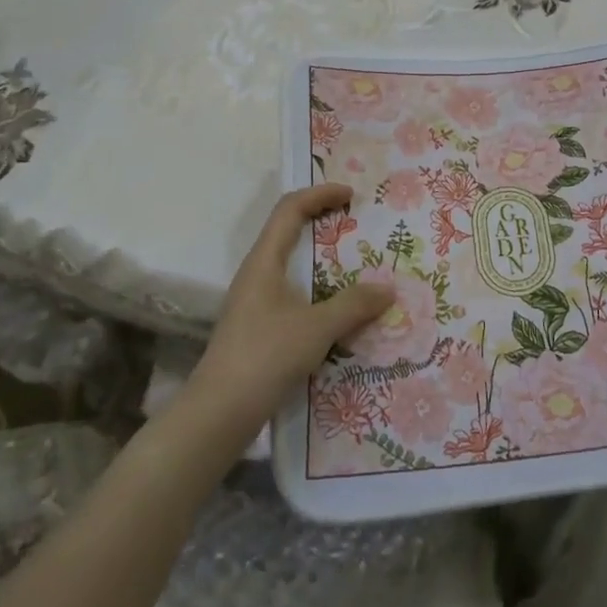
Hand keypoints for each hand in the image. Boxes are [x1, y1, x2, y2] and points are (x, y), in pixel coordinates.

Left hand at [185, 184, 393, 436]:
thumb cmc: (265, 356)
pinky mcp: (260, 328)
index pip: (290, 209)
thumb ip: (354, 305)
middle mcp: (257, 274)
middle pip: (290, 232)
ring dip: (324, 261)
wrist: (219, 413)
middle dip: (325, 223)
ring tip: (359, 266)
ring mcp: (256, 302)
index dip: (320, 194)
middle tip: (359, 225)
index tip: (352, 195)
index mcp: (264, 261)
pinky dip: (320, 291)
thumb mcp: (317, 327)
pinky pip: (295, 295)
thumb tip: (388, 288)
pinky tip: (342, 310)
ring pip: (293, 266)